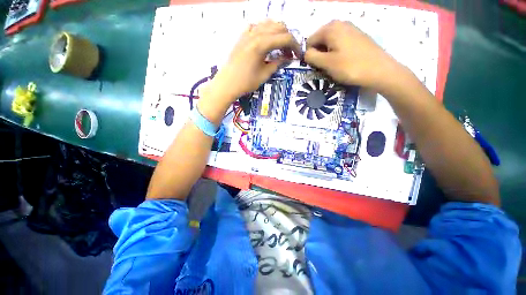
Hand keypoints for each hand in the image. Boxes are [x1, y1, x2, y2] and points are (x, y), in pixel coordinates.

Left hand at [199, 20, 300, 123]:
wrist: (227, 83)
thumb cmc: (246, 82)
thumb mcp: (264, 75)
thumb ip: (277, 64)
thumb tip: (287, 58)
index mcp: (262, 44)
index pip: (285, 38)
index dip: (295, 46)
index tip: (298, 55)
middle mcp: (256, 33)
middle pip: (279, 27)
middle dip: (288, 38)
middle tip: (290, 52)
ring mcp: (248, 33)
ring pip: (269, 24)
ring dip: (278, 33)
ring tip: (280, 47)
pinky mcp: (243, 36)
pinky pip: (257, 26)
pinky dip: (265, 30)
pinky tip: (266, 40)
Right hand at [304, 20, 402, 91]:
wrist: (380, 71)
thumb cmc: (350, 67)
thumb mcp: (326, 63)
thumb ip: (311, 57)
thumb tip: (306, 53)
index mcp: (331, 28)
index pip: (310, 41)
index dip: (309, 55)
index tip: (316, 66)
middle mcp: (340, 23)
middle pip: (320, 40)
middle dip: (319, 54)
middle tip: (325, 67)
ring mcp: (351, 29)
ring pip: (330, 42)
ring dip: (328, 54)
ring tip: (334, 66)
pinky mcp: (358, 37)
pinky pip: (340, 43)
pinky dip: (337, 52)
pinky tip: (343, 61)